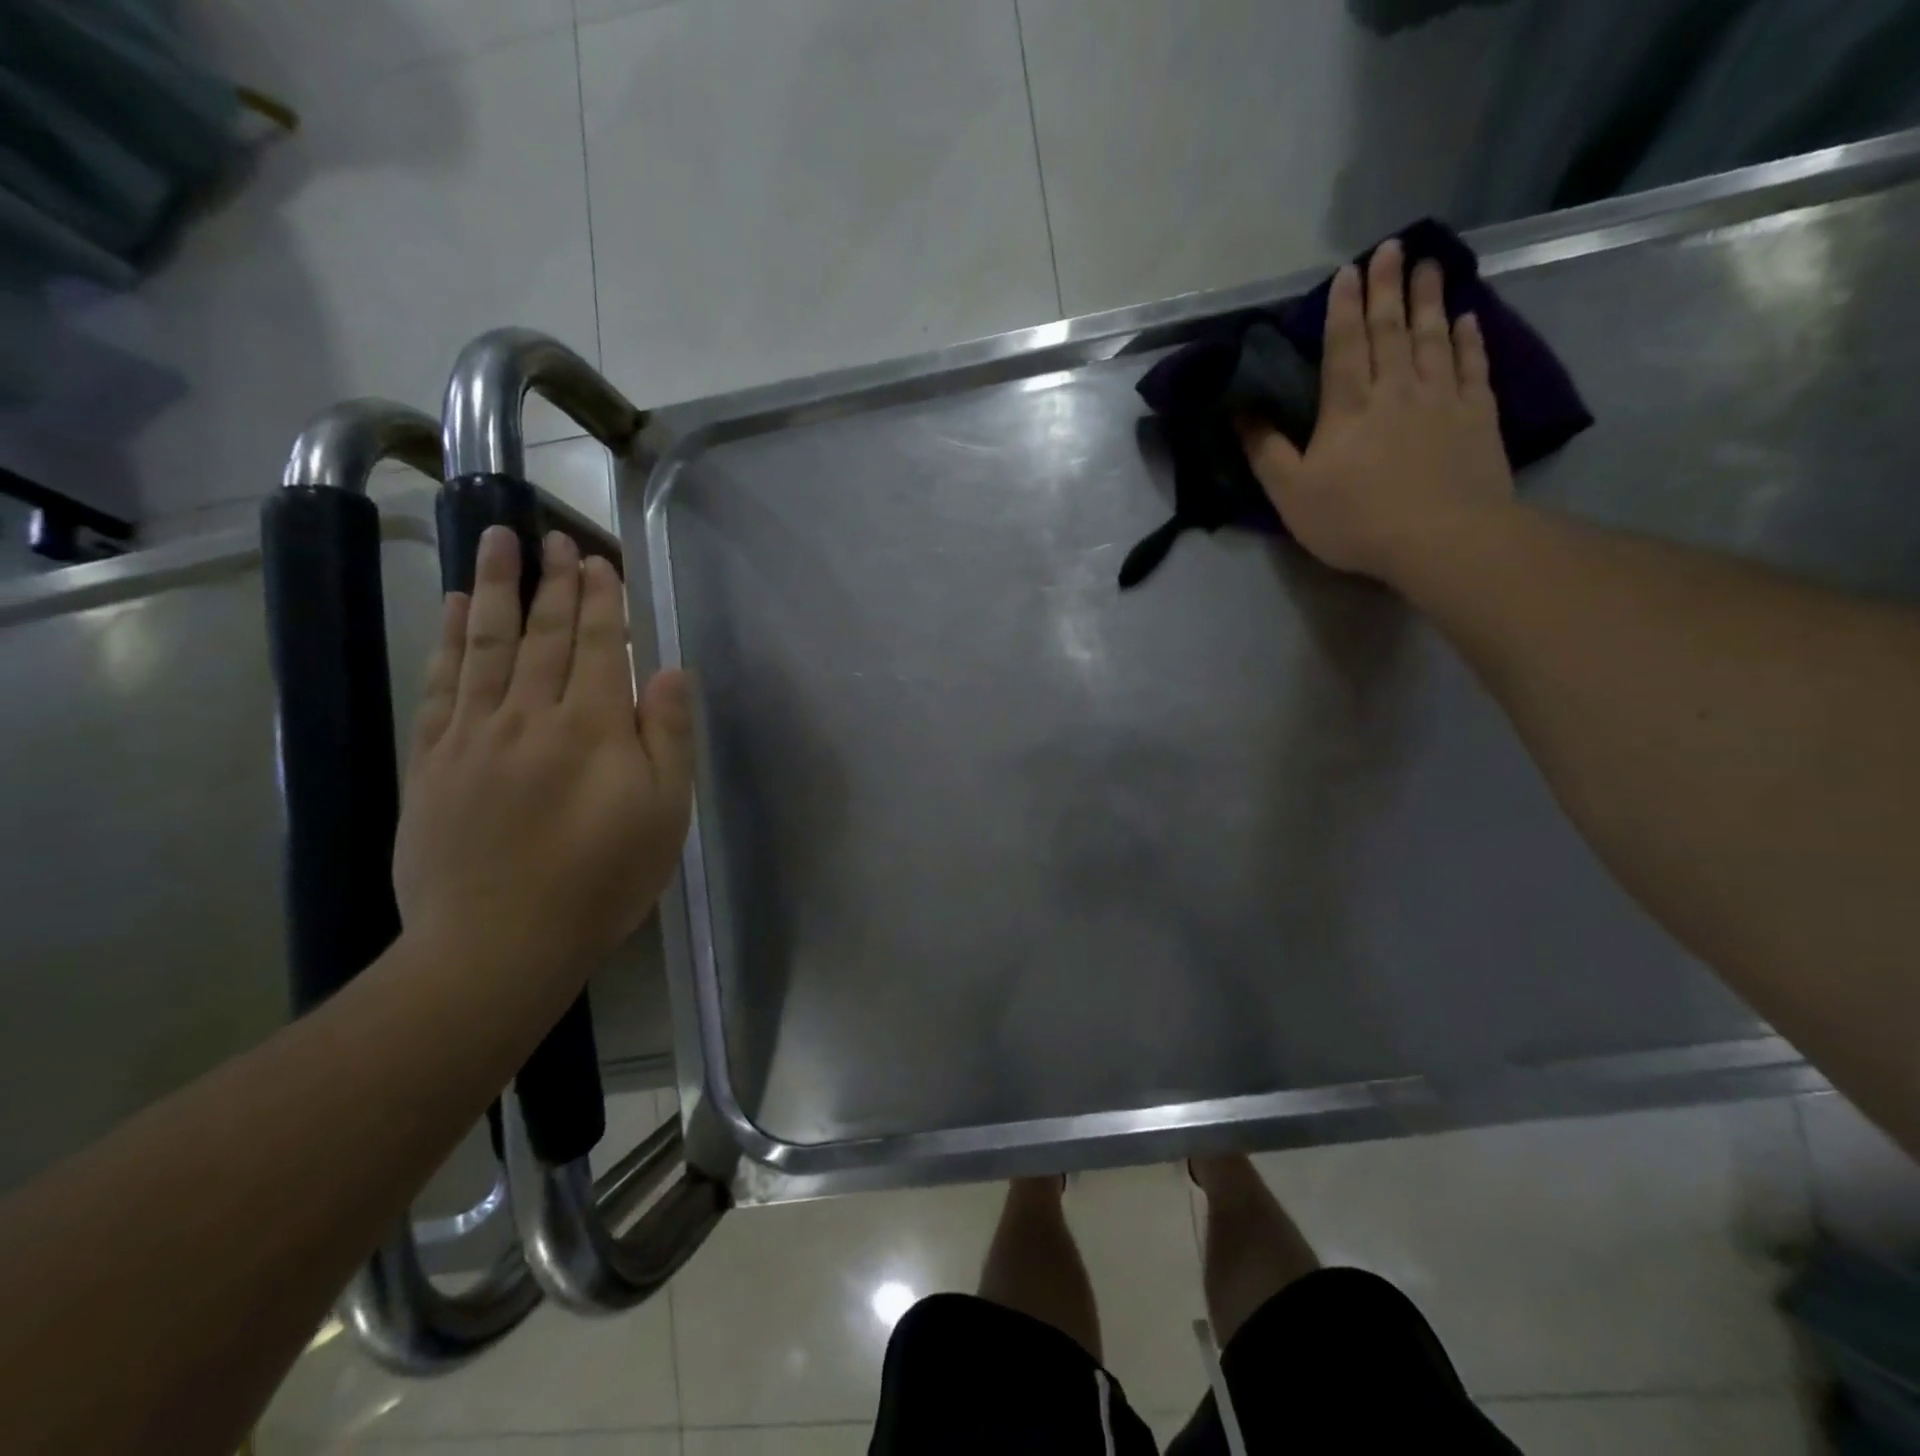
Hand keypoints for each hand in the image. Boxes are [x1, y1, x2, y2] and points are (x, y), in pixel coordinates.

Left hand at [393, 527, 694, 997]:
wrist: (498, 943)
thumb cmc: (602, 881)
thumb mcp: (664, 814)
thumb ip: (668, 737)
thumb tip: (670, 671)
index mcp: (593, 728)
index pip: (598, 646)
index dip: (600, 600)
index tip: (597, 559)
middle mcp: (531, 715)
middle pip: (543, 634)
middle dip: (552, 581)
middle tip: (552, 535)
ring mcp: (475, 734)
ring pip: (487, 645)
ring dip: (495, 588)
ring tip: (498, 540)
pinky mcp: (435, 760)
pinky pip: (443, 684)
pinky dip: (449, 640)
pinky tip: (454, 609)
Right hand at [1238, 238, 1514, 581]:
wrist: (1440, 538)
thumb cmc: (1354, 520)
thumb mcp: (1290, 493)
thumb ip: (1266, 451)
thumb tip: (1241, 412)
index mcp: (1347, 406)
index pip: (1344, 344)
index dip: (1343, 306)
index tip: (1348, 270)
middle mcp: (1395, 388)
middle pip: (1390, 329)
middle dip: (1387, 287)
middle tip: (1393, 247)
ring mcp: (1442, 397)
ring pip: (1433, 337)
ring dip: (1429, 299)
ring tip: (1429, 266)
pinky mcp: (1477, 415)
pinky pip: (1472, 365)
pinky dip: (1469, 339)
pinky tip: (1467, 319)